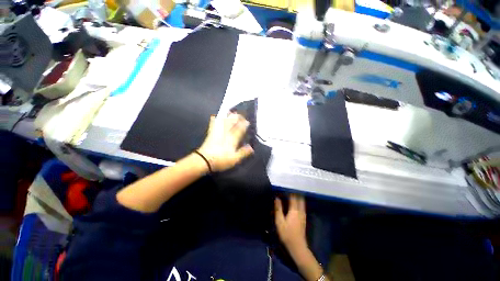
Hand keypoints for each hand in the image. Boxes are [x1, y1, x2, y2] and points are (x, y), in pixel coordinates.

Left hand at [198, 113, 253, 171]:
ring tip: (231, 113)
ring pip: (224, 121)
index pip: (240, 128)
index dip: (244, 124)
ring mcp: (217, 132)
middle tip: (241, 116)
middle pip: (232, 122)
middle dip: (237, 117)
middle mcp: (225, 132)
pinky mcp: (211, 133)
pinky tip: (214, 116)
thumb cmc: (221, 160)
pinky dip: (214, 119)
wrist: (204, 160)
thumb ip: (243, 152)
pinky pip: (213, 124)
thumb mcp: (235, 159)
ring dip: (228, 116)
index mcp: (232, 138)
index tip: (247, 121)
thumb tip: (251, 147)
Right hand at [275, 194, 306, 251]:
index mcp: (294, 210)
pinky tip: (295, 204)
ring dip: (298, 197)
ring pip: (302, 202)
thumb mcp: (279, 221)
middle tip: (289, 190)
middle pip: (300, 198)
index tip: (284, 187)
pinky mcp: (304, 219)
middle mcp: (300, 210)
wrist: (297, 246)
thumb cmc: (287, 233)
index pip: (293, 197)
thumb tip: (277, 198)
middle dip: (295, 193)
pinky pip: (302, 206)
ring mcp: (303, 215)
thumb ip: (278, 208)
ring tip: (292, 194)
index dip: (289, 191)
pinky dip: (299, 202)